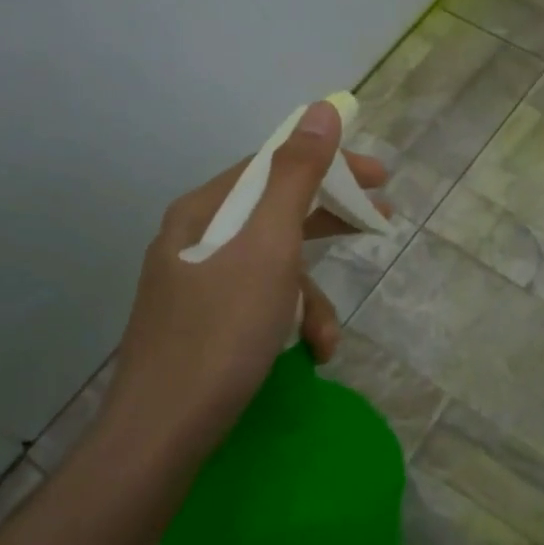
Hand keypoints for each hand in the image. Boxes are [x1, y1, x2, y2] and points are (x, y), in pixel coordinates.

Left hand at [106, 101, 388, 456]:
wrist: (162, 435)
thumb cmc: (221, 332)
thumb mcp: (268, 246)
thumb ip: (297, 176)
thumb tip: (321, 110)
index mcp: (204, 211)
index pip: (275, 165)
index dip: (331, 163)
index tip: (380, 176)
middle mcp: (197, 239)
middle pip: (277, 211)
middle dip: (331, 222)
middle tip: (382, 219)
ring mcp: (198, 285)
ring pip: (274, 266)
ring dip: (311, 296)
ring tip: (329, 337)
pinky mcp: (205, 324)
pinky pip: (260, 303)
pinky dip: (289, 322)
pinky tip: (309, 354)